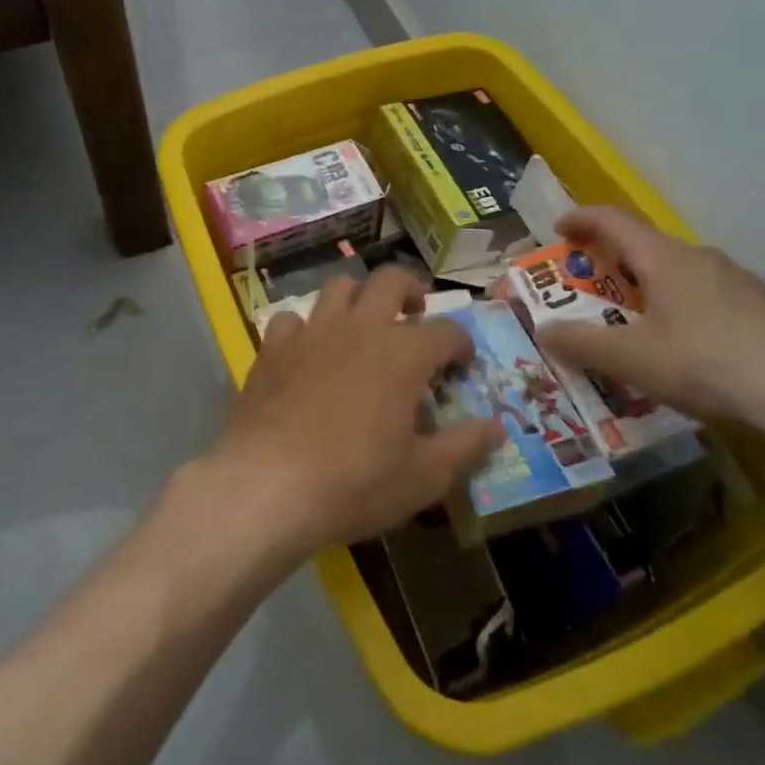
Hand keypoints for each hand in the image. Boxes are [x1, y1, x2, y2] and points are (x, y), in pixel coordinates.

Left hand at [208, 267, 503, 555]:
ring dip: (358, 297)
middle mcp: (360, 327)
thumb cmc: (354, 483)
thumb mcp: (423, 477)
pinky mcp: (274, 347)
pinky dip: (306, 328)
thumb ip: (464, 446)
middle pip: (390, 279)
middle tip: (416, 313)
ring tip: (364, 323)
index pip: (446, 330)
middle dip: (411, 289)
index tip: (462, 366)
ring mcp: (312, 332)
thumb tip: (497, 427)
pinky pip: (292, 319)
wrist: (267, 485)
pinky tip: (308, 352)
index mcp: (403, 353)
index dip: (461, 344)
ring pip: (339, 287)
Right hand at [536, 206, 764, 446]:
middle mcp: (702, 258)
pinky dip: (682, 308)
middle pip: (647, 246)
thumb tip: (544, 330)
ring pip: (681, 273)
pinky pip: (709, 297)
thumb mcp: (632, 359)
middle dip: (613, 261)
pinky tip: (688, 348)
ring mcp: (740, 282)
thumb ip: (582, 343)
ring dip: (649, 286)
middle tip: (591, 288)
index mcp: (665, 258)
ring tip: (636, 322)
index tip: (559, 230)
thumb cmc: (708, 364)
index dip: (582, 219)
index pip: (614, 221)